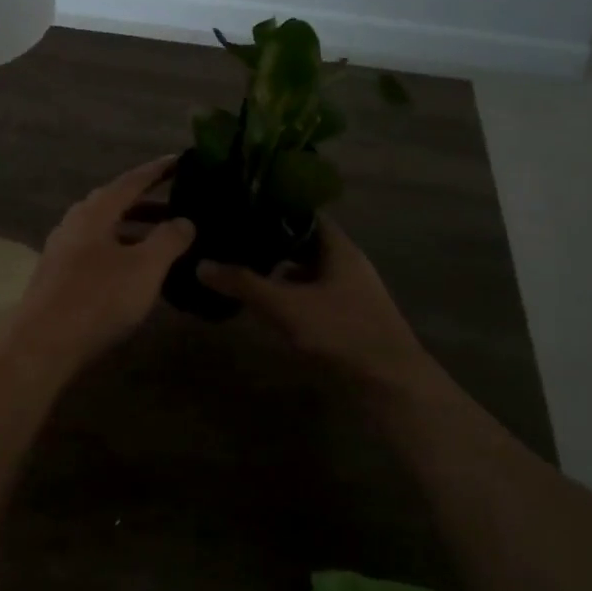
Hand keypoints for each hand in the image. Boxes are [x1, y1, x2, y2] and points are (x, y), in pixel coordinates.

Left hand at [0, 159, 195, 373]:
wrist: (42, 344)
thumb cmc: (98, 299)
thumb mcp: (145, 268)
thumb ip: (169, 239)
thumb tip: (185, 220)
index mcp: (95, 211)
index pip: (132, 180)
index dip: (158, 171)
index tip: (181, 160)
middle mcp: (75, 222)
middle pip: (115, 203)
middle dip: (148, 202)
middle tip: (179, 204)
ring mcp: (62, 249)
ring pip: (105, 229)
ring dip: (135, 229)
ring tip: (163, 239)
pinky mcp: (58, 276)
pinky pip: (97, 251)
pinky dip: (121, 250)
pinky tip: (135, 270)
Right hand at [198, 220, 433, 389]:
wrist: (390, 385)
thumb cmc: (341, 332)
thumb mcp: (286, 306)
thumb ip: (244, 284)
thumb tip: (201, 264)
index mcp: (339, 248)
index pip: (305, 214)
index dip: (275, 208)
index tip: (242, 206)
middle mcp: (346, 264)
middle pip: (305, 243)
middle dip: (271, 241)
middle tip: (234, 236)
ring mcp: (349, 292)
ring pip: (308, 271)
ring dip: (280, 270)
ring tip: (242, 266)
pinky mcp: (347, 318)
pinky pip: (312, 295)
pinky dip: (290, 294)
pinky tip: (266, 302)